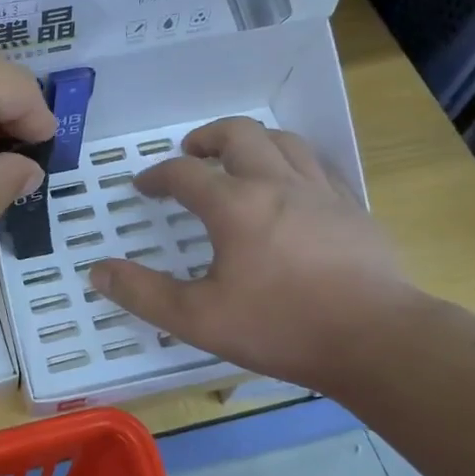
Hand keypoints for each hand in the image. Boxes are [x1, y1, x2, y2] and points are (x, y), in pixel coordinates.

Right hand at [88, 117, 420, 393]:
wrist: (376, 340)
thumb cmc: (280, 327)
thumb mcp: (197, 319)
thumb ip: (143, 294)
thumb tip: (98, 272)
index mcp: (235, 206)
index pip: (185, 173)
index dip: (158, 176)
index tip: (144, 186)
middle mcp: (277, 184)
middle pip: (239, 135)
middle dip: (207, 138)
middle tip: (191, 152)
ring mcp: (321, 192)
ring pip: (284, 141)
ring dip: (252, 142)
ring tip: (238, 160)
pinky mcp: (353, 208)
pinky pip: (317, 165)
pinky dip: (292, 162)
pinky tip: (291, 186)